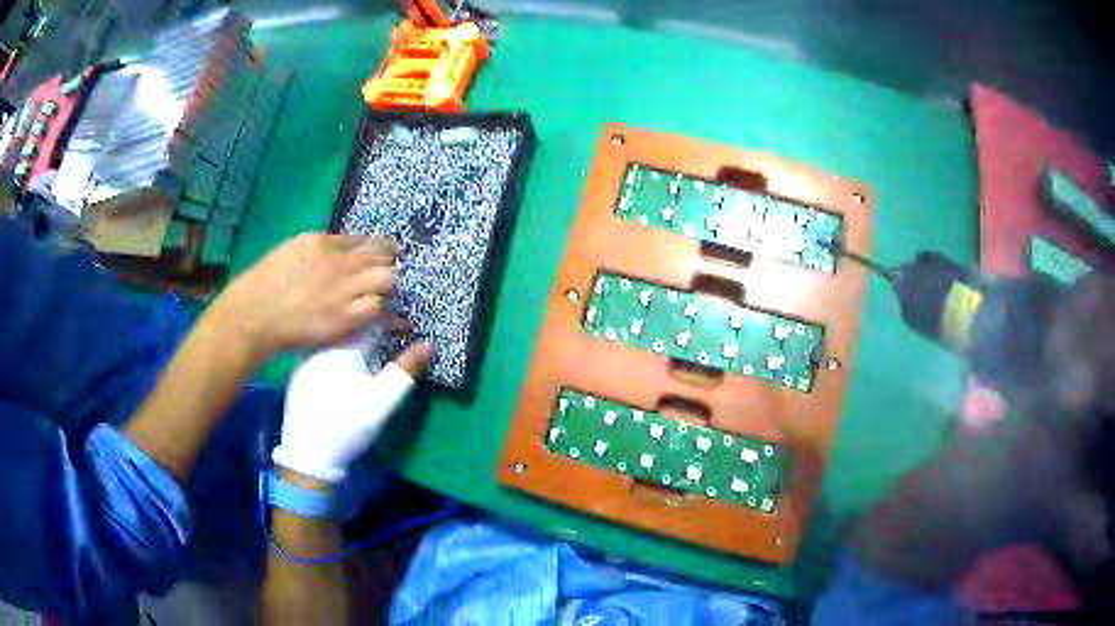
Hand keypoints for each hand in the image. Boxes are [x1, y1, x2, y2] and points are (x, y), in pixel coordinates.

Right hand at [208, 233, 396, 364]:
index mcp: (322, 241)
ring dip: (389, 287)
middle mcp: (338, 260)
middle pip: (382, 254)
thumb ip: (317, 253)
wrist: (251, 316)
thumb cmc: (262, 287)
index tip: (379, 261)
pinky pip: (378, 307)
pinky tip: (382, 319)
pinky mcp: (344, 315)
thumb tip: (338, 256)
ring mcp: (343, 287)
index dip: (376, 250)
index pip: (363, 240)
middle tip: (382, 280)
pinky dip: (383, 312)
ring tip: (382, 298)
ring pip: (388, 277)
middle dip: (388, 266)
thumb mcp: (290, 253)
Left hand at [272, 331, 432, 482]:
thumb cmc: (347, 428)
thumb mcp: (381, 403)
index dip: (392, 320)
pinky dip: (342, 350)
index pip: (369, 320)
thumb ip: (404, 372)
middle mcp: (319, 345)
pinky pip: (325, 349)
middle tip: (395, 335)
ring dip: (358, 338)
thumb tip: (427, 345)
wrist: (308, 455)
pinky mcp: (300, 371)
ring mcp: (306, 357)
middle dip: (375, 327)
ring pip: (337, 336)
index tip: (409, 327)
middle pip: (351, 325)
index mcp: (339, 347)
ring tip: (376, 348)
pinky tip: (350, 365)